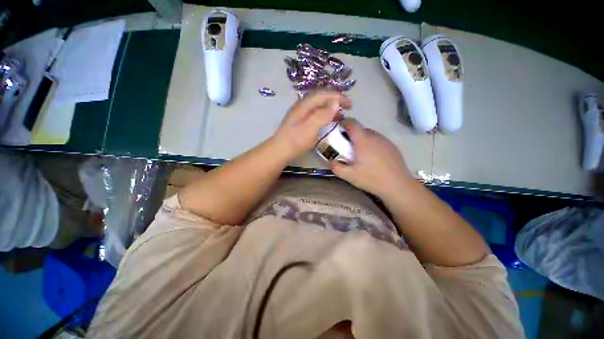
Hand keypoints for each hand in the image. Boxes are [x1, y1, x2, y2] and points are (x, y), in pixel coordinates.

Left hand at [273, 91, 351, 158]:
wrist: (280, 150)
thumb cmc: (295, 141)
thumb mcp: (309, 129)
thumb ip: (321, 115)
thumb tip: (335, 103)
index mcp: (304, 105)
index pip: (324, 94)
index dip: (338, 96)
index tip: (350, 104)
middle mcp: (302, 105)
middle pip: (321, 97)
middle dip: (335, 99)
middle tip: (347, 107)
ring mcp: (301, 112)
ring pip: (318, 104)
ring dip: (330, 106)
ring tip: (340, 113)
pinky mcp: (301, 120)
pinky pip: (316, 111)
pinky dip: (325, 113)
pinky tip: (328, 120)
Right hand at [330, 119, 413, 197]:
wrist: (398, 186)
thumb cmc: (371, 179)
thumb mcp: (349, 175)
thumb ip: (336, 167)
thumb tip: (330, 161)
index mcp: (363, 141)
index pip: (352, 123)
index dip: (344, 122)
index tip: (338, 127)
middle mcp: (375, 137)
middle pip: (361, 129)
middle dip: (351, 134)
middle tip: (346, 147)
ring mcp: (385, 141)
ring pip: (370, 135)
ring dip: (362, 139)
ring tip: (359, 154)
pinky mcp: (392, 147)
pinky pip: (378, 141)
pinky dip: (371, 144)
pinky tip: (372, 158)